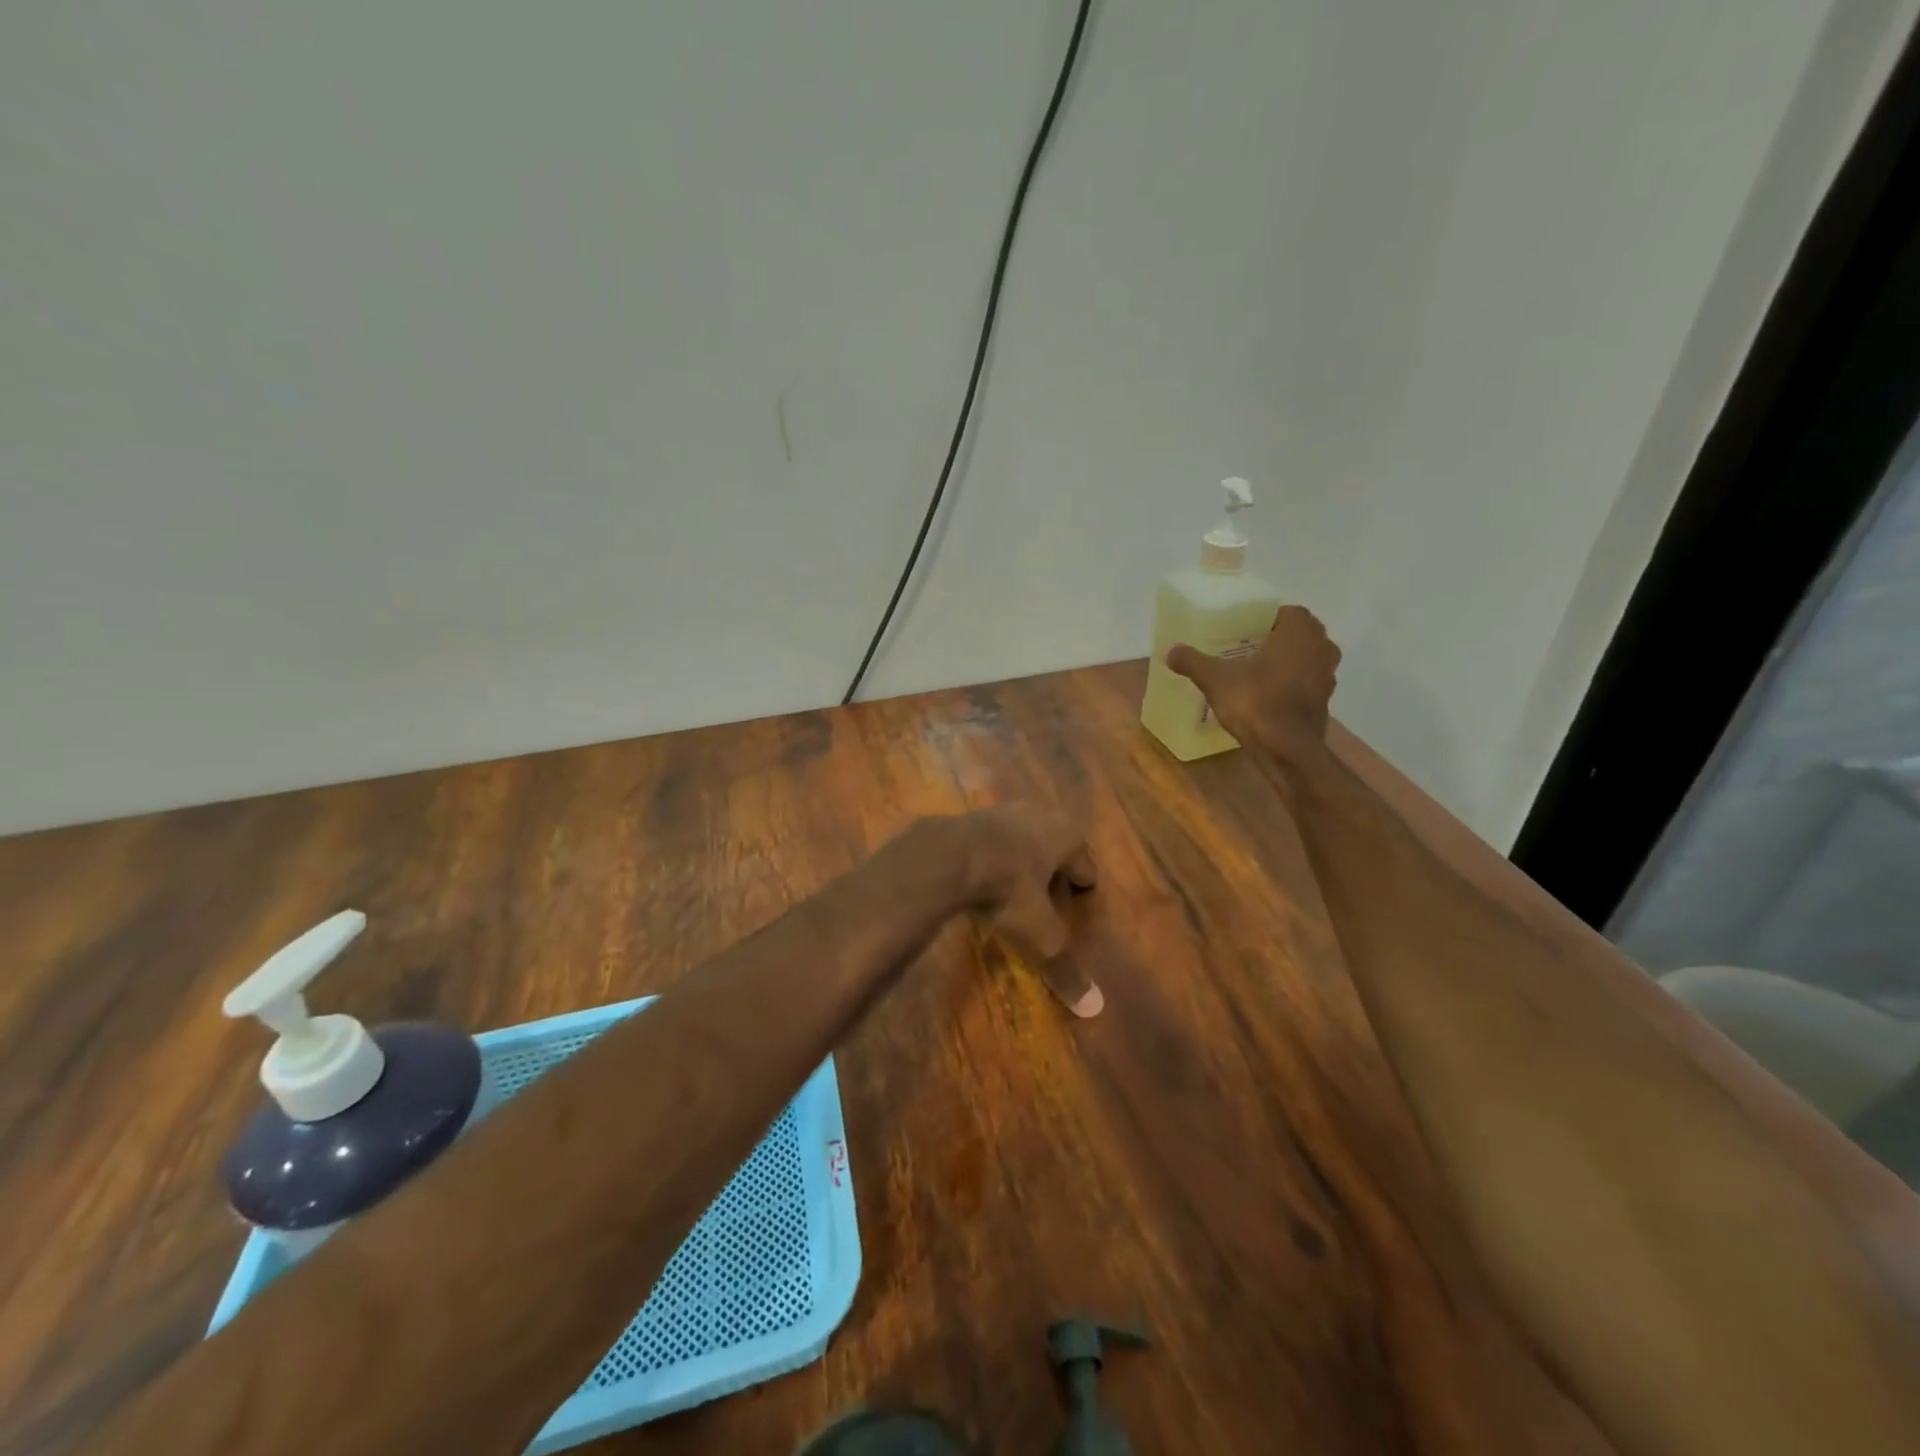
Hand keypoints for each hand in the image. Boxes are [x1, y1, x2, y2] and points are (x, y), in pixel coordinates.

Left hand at [958, 804, 1101, 1017]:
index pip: (1086, 864)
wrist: (947, 856)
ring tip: (1015, 885)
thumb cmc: (1007, 889)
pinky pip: (990, 839)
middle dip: (1053, 869)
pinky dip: (992, 855)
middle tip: (1049, 895)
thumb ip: (1064, 967)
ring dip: (1021, 859)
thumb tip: (1094, 1007)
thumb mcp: (1039, 934)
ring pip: (1022, 838)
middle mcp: (1040, 815)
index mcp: (1067, 836)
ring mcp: (1003, 811)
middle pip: (1055, 846)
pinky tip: (982, 875)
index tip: (1079, 900)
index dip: (1083, 886)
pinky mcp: (970, 816)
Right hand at [1166, 605, 1341, 757]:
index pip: (1288, 612)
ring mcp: (1328, 676)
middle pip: (1299, 635)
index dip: (1266, 619)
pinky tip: (1266, 696)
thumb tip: (1170, 650)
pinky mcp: (1324, 703)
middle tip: (1246, 649)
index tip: (1244, 630)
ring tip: (1255, 672)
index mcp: (1300, 632)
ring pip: (1305, 660)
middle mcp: (1322, 648)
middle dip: (1276, 640)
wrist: (1287, 749)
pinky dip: (1290, 686)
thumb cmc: (1256, 701)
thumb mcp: (1215, 679)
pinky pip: (1306, 684)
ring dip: (1286, 663)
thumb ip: (1193, 661)